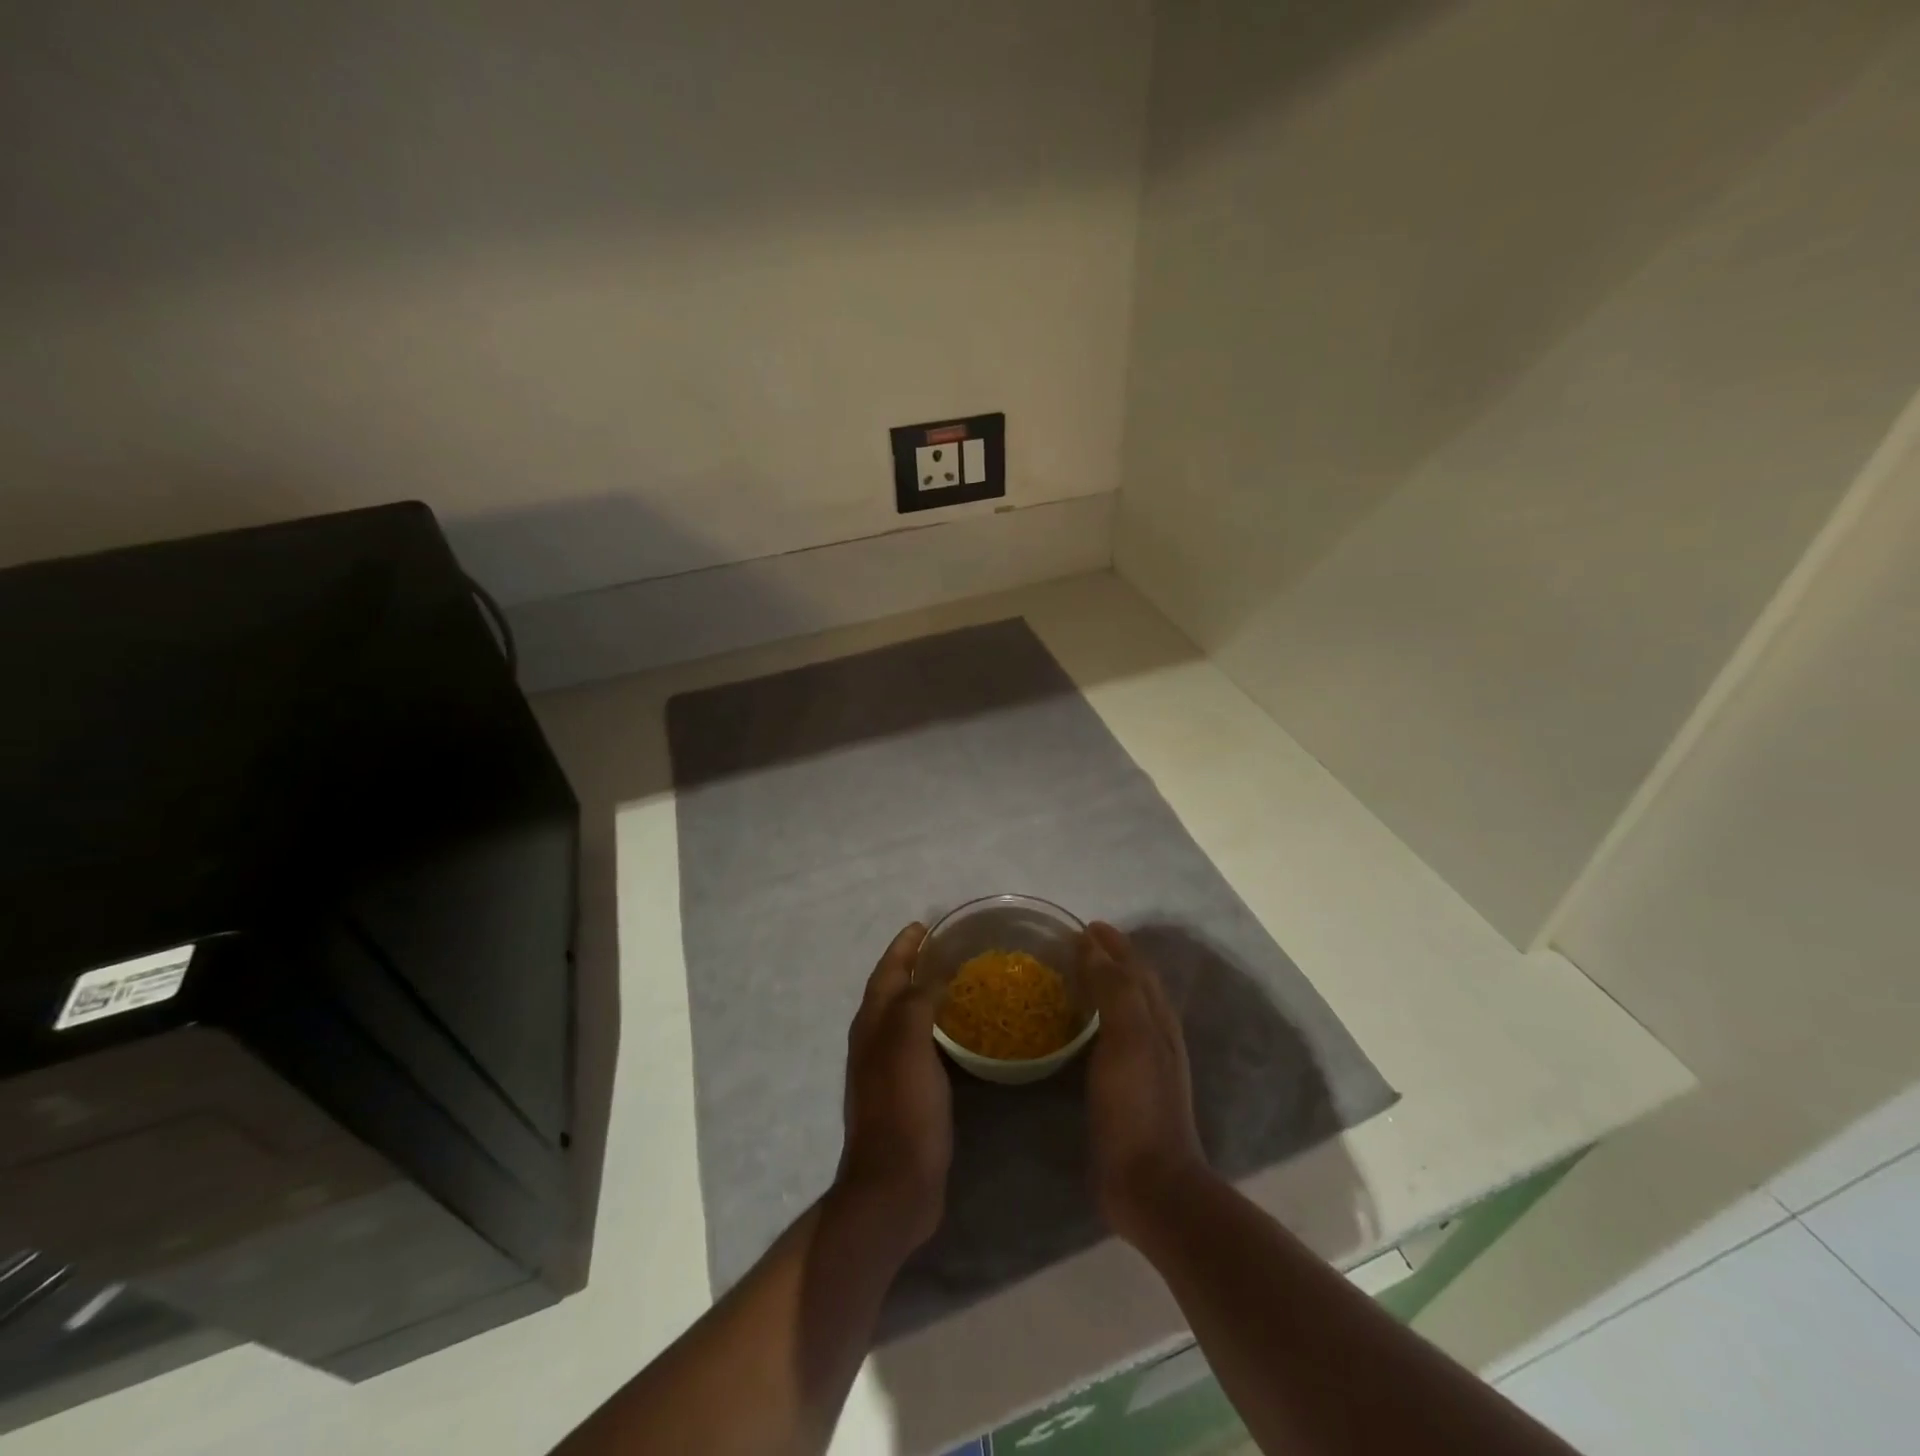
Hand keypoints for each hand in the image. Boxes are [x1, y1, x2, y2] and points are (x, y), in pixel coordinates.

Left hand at [836, 922, 951, 1248]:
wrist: (894, 1188)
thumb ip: (917, 1002)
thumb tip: (934, 972)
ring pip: (907, 1018)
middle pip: (894, 991)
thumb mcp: (907, 1046)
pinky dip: (938, 1029)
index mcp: (872, 1025)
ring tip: (960, 982)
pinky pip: (923, 1046)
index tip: (926, 924)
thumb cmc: (902, 1111)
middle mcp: (876, 1042)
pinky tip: (963, 1036)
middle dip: (915, 965)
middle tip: (949, 949)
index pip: (887, 972)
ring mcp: (890, 1071)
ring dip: (926, 995)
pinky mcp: (908, 1095)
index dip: (904, 947)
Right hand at [1082, 921, 1209, 1242]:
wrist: (1150, 1185)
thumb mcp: (1127, 1039)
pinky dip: (1097, 1018)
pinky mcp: (1127, 1088)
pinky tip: (1078, 1028)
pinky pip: (1111, 1036)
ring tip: (1073, 976)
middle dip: (1110, 959)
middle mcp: (1155, 1033)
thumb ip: (1114, 989)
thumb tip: (1093, 946)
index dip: (1113, 943)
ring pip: (1125, 1008)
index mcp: (1157, 1018)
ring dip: (1104, 985)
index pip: (1136, 966)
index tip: (1083, 926)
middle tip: (1073, 945)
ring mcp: (1144, 1063)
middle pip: (1134, 983)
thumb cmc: (1137, 1106)